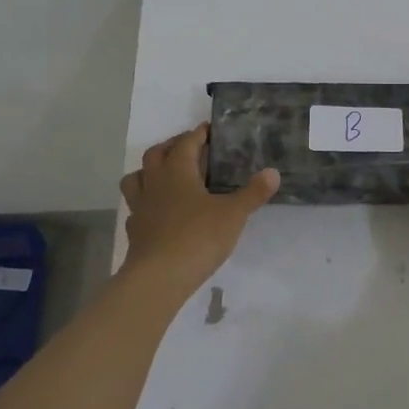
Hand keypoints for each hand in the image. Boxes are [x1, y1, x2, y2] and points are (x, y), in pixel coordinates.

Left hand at [119, 124, 278, 292]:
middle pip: (156, 154)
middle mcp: (155, 183)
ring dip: (149, 171)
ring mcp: (140, 207)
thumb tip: (273, 172)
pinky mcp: (135, 231)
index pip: (186, 142)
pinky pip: (136, 208)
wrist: (158, 279)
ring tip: (165, 176)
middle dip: (172, 146)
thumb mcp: (233, 214)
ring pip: (136, 178)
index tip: (208, 129)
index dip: (198, 134)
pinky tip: (158, 213)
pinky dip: (145, 204)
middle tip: (189, 148)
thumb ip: (253, 192)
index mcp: (177, 171)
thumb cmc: (197, 237)